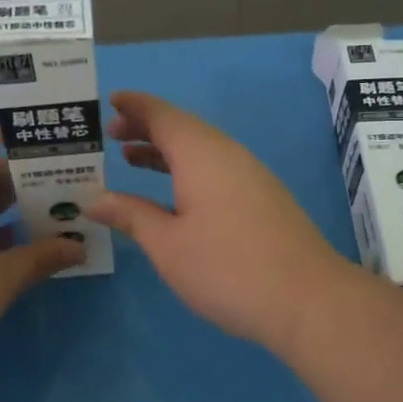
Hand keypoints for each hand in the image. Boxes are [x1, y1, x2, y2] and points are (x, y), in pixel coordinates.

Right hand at [86, 91, 356, 352]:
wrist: (307, 299)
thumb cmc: (227, 269)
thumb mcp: (167, 245)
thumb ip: (131, 215)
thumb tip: (94, 199)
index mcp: (201, 154)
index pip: (163, 115)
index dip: (135, 107)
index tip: (110, 102)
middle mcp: (229, 155)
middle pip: (184, 128)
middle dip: (147, 128)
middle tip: (112, 136)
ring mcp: (252, 176)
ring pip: (202, 150)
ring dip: (167, 151)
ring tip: (133, 160)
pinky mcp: (265, 199)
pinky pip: (217, 169)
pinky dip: (188, 169)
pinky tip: (177, 195)